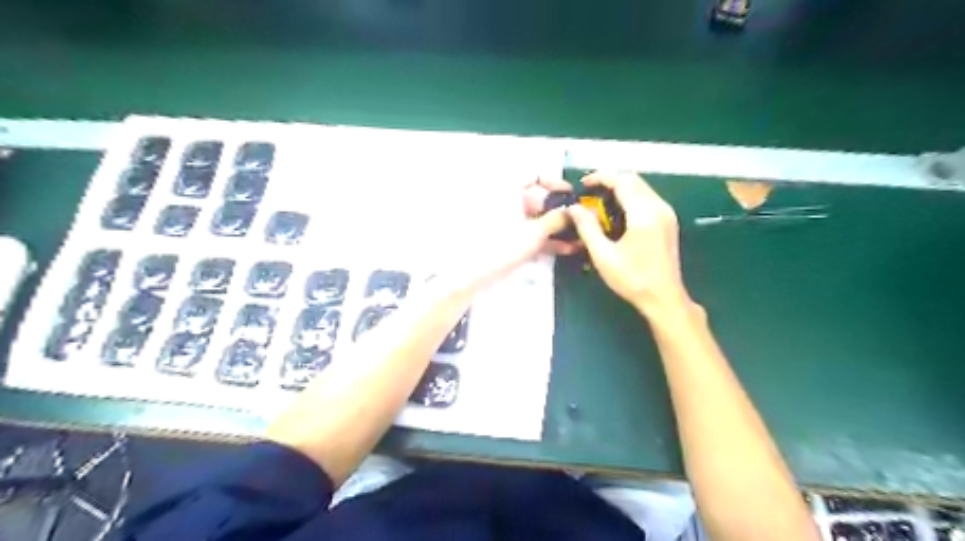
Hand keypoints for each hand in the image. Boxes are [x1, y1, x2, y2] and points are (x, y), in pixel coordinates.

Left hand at [432, 178, 576, 298]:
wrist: (470, 276)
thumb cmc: (500, 248)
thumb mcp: (534, 233)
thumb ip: (555, 220)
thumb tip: (572, 211)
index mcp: (507, 191)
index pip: (533, 174)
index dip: (554, 182)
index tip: (570, 194)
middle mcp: (506, 202)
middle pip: (537, 199)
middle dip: (559, 211)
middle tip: (579, 221)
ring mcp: (505, 223)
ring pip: (534, 219)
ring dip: (555, 228)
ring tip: (578, 238)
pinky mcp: (505, 240)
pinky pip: (528, 234)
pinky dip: (545, 239)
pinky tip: (565, 249)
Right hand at [568, 171, 693, 314]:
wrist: (664, 299)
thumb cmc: (632, 279)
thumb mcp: (603, 255)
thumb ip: (587, 228)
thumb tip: (574, 208)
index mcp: (644, 214)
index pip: (622, 181)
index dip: (600, 177)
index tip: (582, 185)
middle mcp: (659, 207)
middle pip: (634, 180)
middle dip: (610, 181)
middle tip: (588, 194)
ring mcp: (667, 214)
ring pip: (642, 188)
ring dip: (620, 189)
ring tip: (599, 204)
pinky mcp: (668, 222)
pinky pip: (647, 199)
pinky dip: (630, 199)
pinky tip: (616, 214)